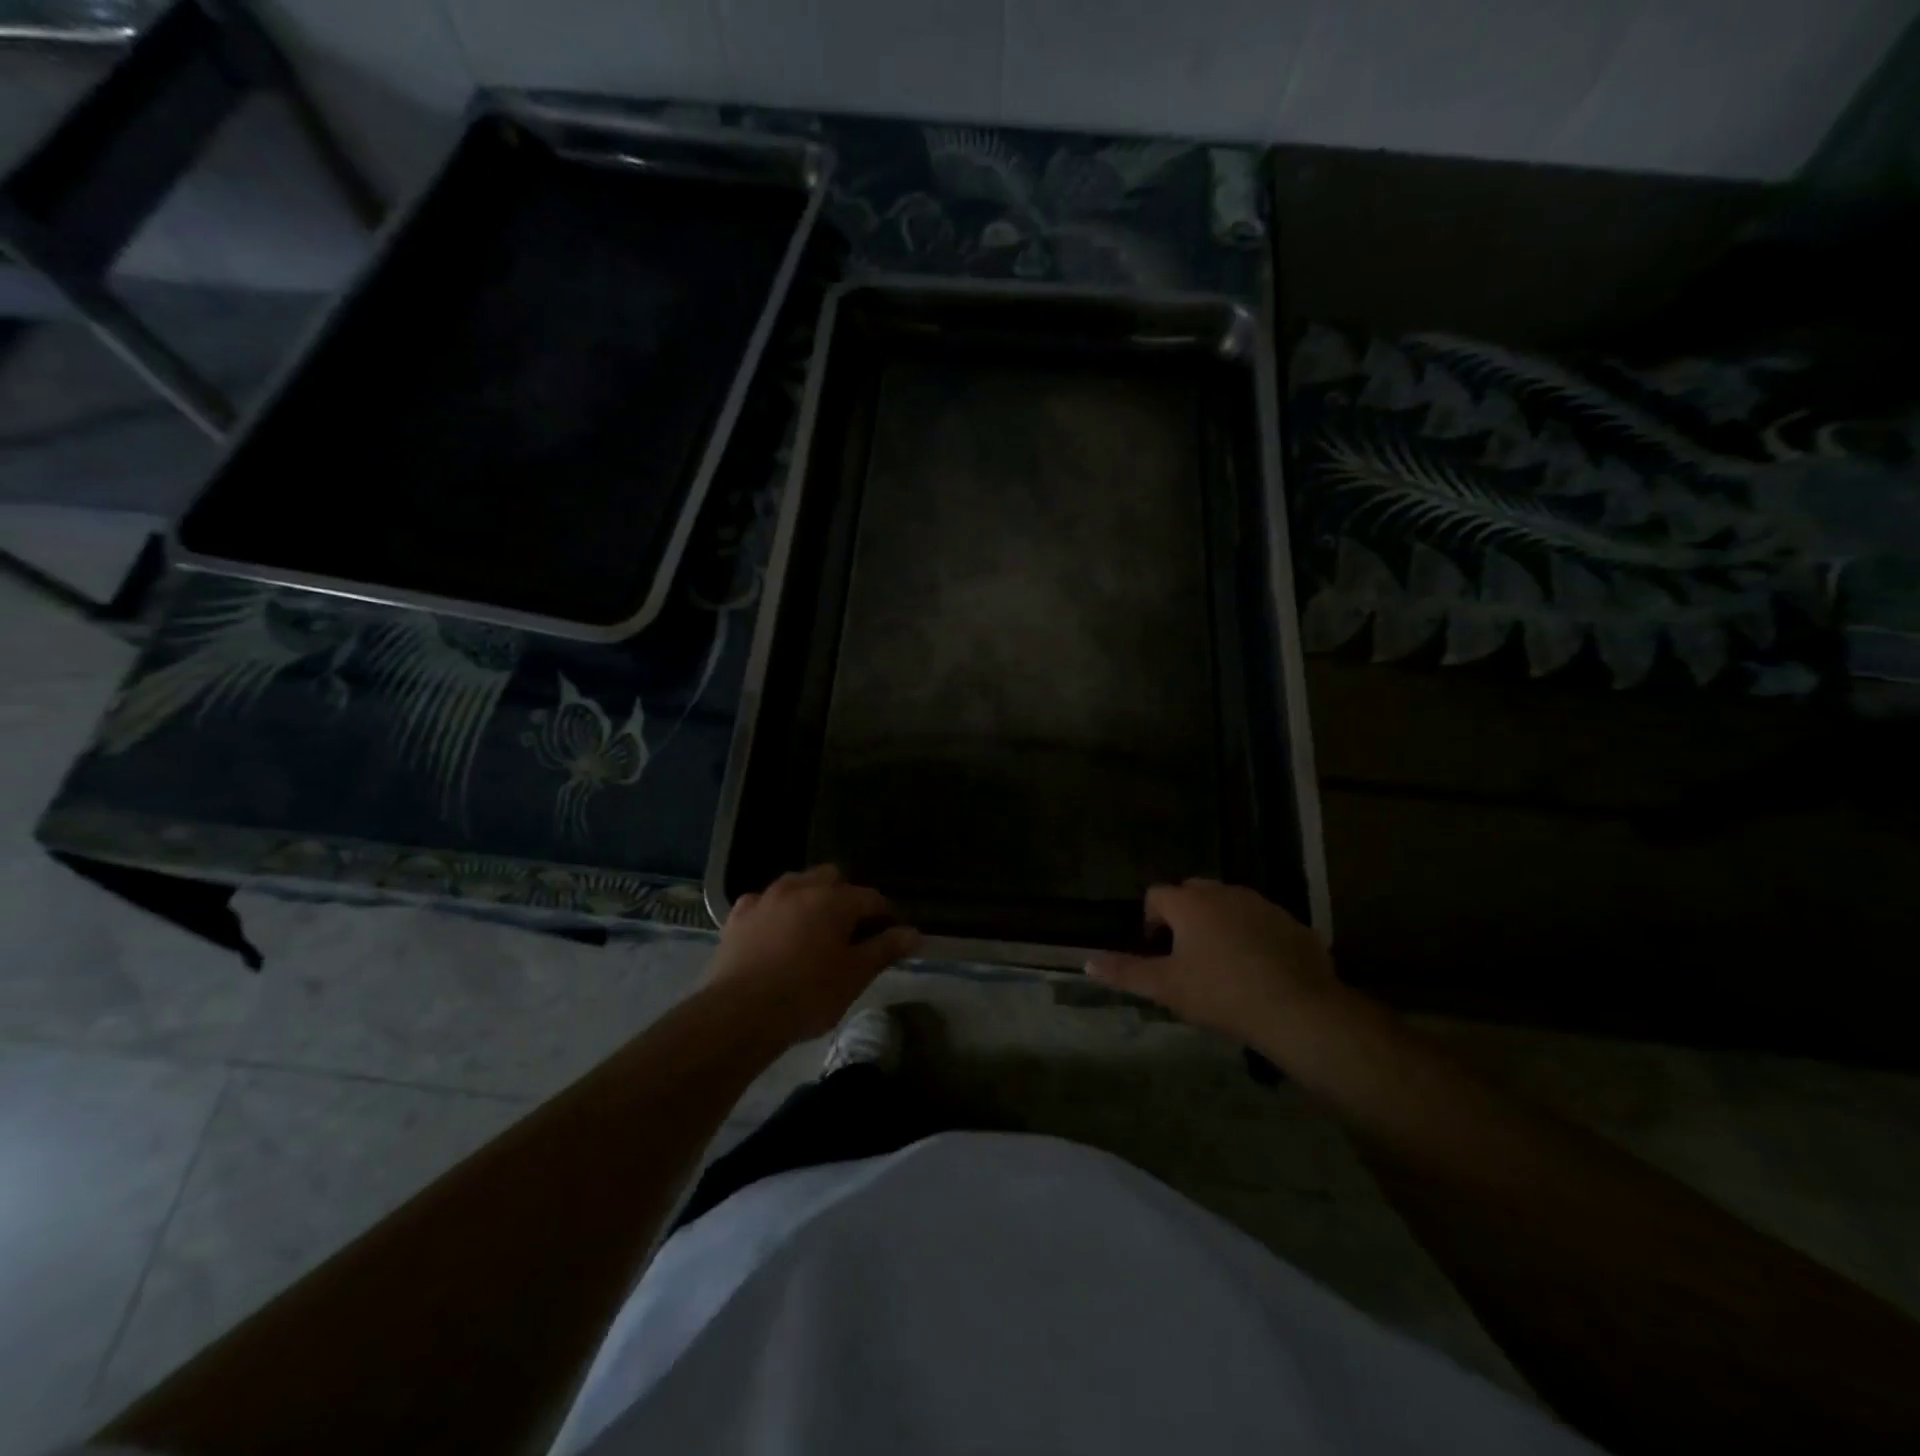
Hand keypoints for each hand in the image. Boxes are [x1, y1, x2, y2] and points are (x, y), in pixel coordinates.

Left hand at [703, 866, 921, 1043]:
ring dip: (810, 897)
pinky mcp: (738, 916)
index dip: (885, 915)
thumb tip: (914, 933)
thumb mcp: (855, 976)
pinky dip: (775, 911)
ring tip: (813, 928)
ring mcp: (765, 898)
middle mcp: (800, 887)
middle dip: (845, 897)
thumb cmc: (807, 995)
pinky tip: (775, 931)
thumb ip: (885, 949)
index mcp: (834, 899)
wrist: (739, 1014)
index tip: (889, 936)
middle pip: (832, 878)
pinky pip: (763, 902)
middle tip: (850, 931)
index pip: (871, 898)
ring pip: (796, 883)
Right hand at [1085, 879, 1338, 1044]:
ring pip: (1230, 904)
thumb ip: (1126, 972)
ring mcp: (1262, 905)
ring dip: (1219, 922)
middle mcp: (1224, 893)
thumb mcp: (1166, 987)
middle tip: (1186, 953)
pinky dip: (1253, 935)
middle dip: (1185, 914)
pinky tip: (1259, 969)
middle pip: (1193, 892)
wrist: (1298, 1009)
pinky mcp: (1292, 923)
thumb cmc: (1221, 993)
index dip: (1151, 919)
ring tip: (1222, 961)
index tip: (1156, 948)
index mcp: (1190, 903)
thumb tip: (1086, 962)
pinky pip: (1262, 921)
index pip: (1157, 895)